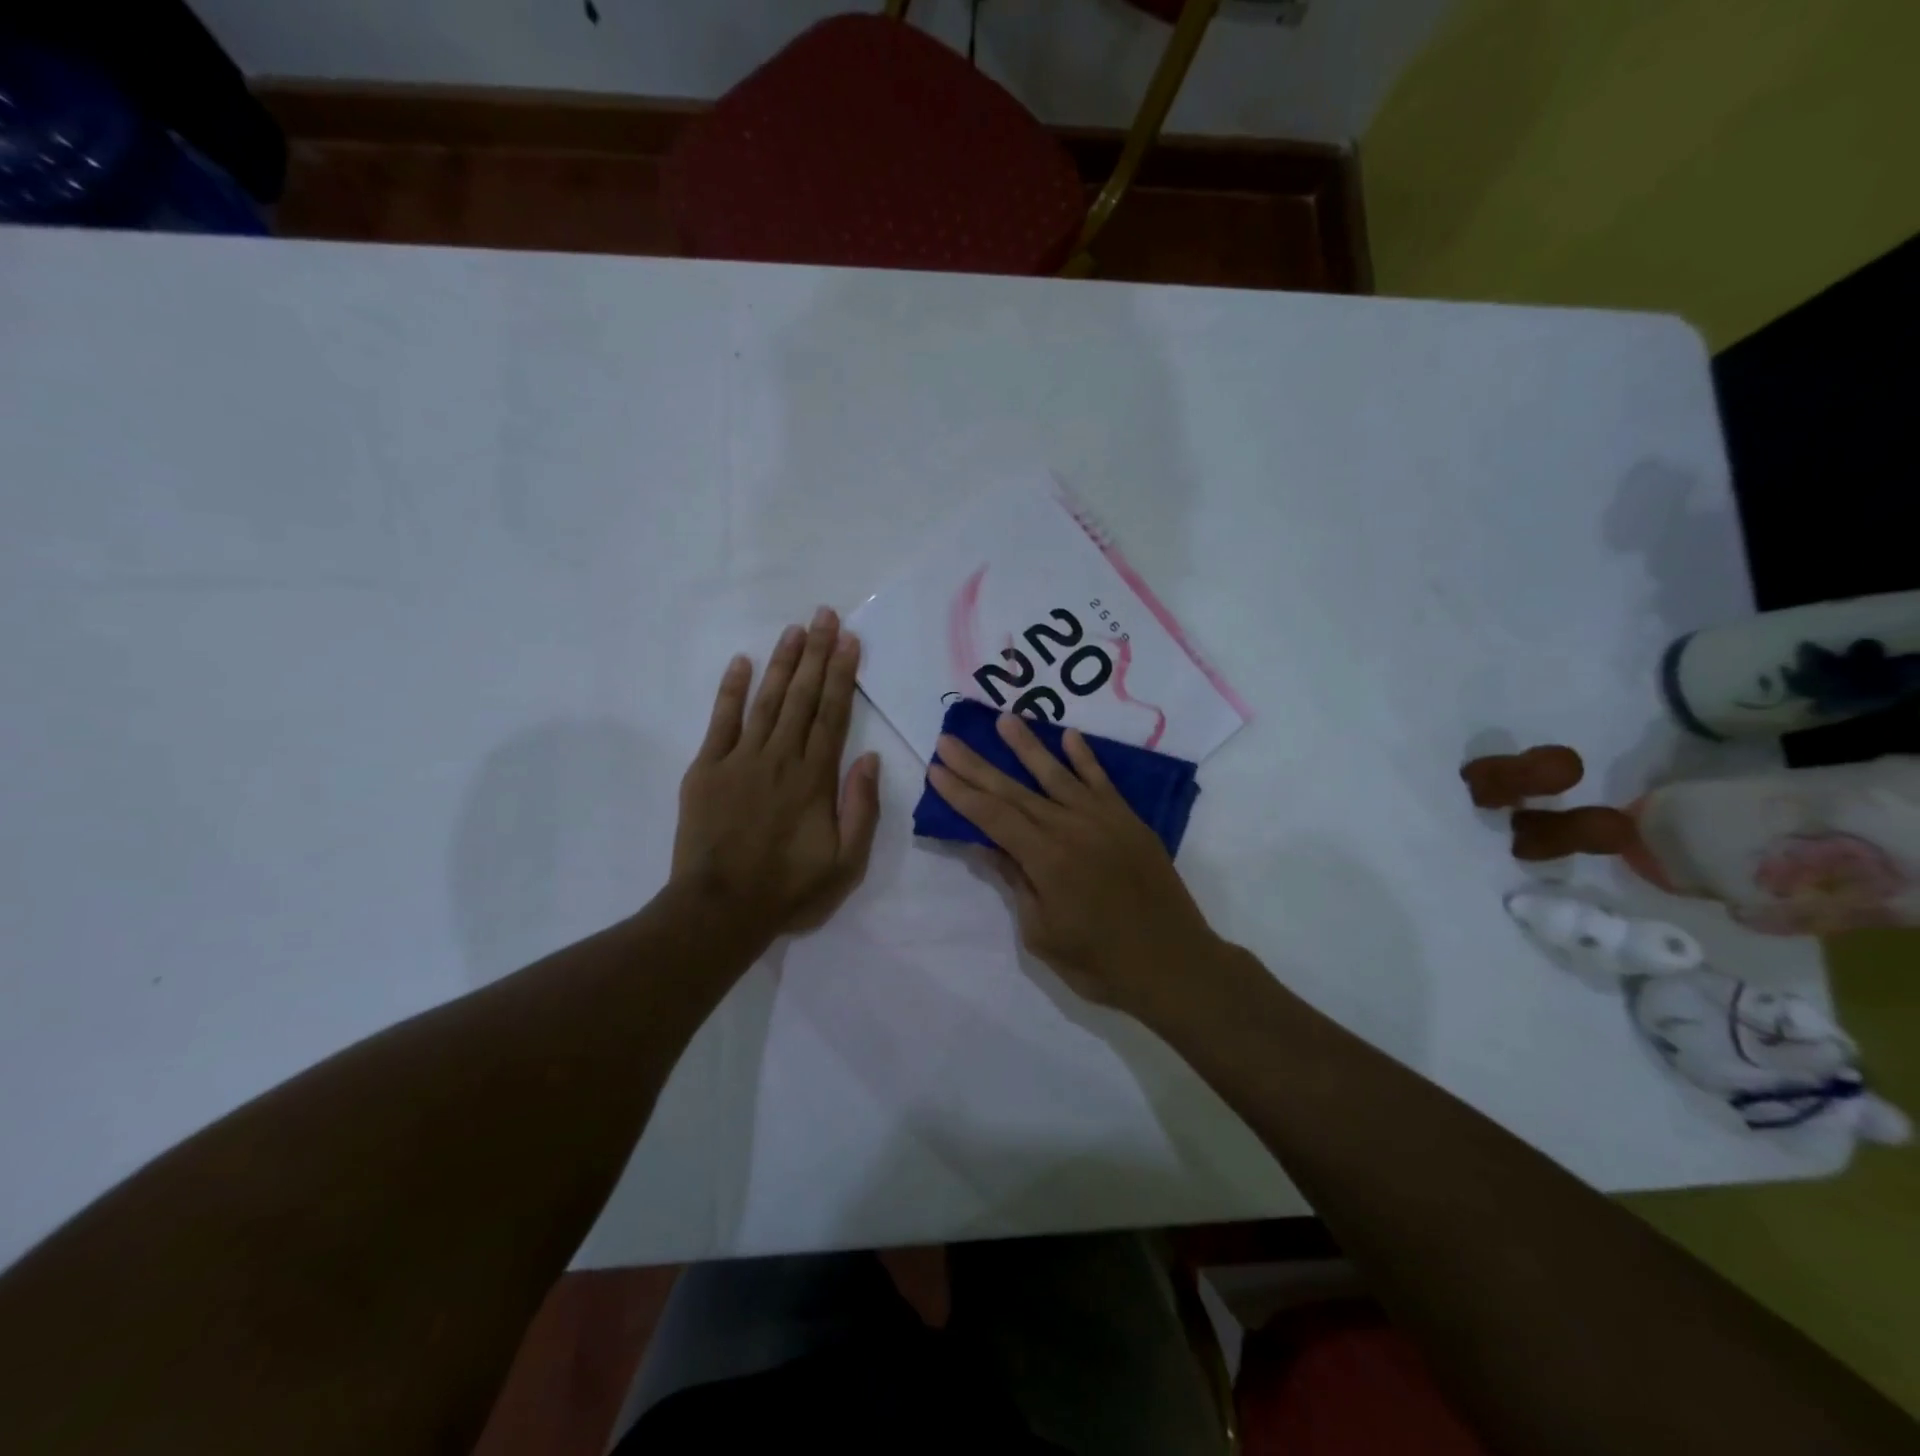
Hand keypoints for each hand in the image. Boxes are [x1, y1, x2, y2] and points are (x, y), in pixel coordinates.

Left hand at [673, 608, 880, 938]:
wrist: (720, 909)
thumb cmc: (789, 888)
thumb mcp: (846, 862)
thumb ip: (861, 809)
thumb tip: (870, 758)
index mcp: (815, 778)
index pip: (832, 714)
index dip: (842, 675)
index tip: (850, 640)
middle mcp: (780, 757)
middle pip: (802, 696)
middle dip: (816, 653)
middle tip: (825, 615)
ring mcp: (740, 759)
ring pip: (766, 700)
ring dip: (783, 663)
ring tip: (795, 629)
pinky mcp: (707, 769)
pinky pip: (721, 721)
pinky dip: (731, 690)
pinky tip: (742, 662)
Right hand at [927, 713, 1227, 1021]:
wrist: (1175, 965)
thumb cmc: (1100, 963)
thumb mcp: (1042, 934)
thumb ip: (1016, 883)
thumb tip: (988, 845)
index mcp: (1046, 860)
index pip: (992, 817)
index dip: (961, 793)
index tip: (936, 769)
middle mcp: (1071, 828)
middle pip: (1014, 791)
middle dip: (977, 765)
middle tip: (949, 739)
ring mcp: (1103, 820)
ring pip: (1057, 775)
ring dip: (1027, 746)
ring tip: (1004, 718)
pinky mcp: (1129, 822)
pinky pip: (1102, 781)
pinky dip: (1085, 757)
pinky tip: (1069, 735)